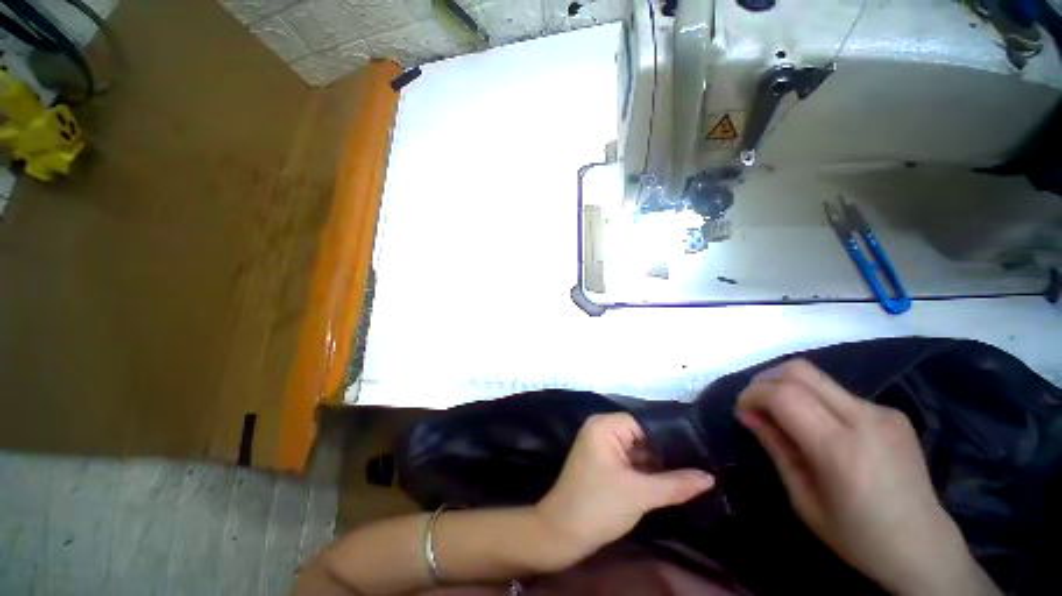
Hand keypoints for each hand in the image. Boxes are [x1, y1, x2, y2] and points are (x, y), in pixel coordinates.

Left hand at [535, 413, 713, 567]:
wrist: (563, 534)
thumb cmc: (597, 505)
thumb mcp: (639, 494)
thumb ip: (675, 484)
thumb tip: (710, 477)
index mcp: (605, 426)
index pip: (644, 422)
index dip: (671, 434)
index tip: (701, 445)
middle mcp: (603, 431)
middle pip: (643, 436)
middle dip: (669, 451)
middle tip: (705, 460)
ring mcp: (604, 449)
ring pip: (640, 451)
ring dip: (661, 463)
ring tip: (698, 469)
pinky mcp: (607, 466)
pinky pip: (633, 463)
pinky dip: (650, 472)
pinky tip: (677, 479)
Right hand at [736, 359, 998, 595]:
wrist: (924, 548)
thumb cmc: (856, 536)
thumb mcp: (803, 499)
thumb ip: (775, 448)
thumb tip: (746, 413)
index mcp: (841, 449)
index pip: (784, 394)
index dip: (752, 394)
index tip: (742, 411)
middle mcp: (865, 419)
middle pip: (799, 370)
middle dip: (765, 380)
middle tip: (755, 404)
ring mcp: (883, 412)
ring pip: (818, 376)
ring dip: (788, 387)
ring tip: (782, 414)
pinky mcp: (892, 413)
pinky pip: (839, 392)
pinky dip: (814, 399)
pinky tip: (819, 427)